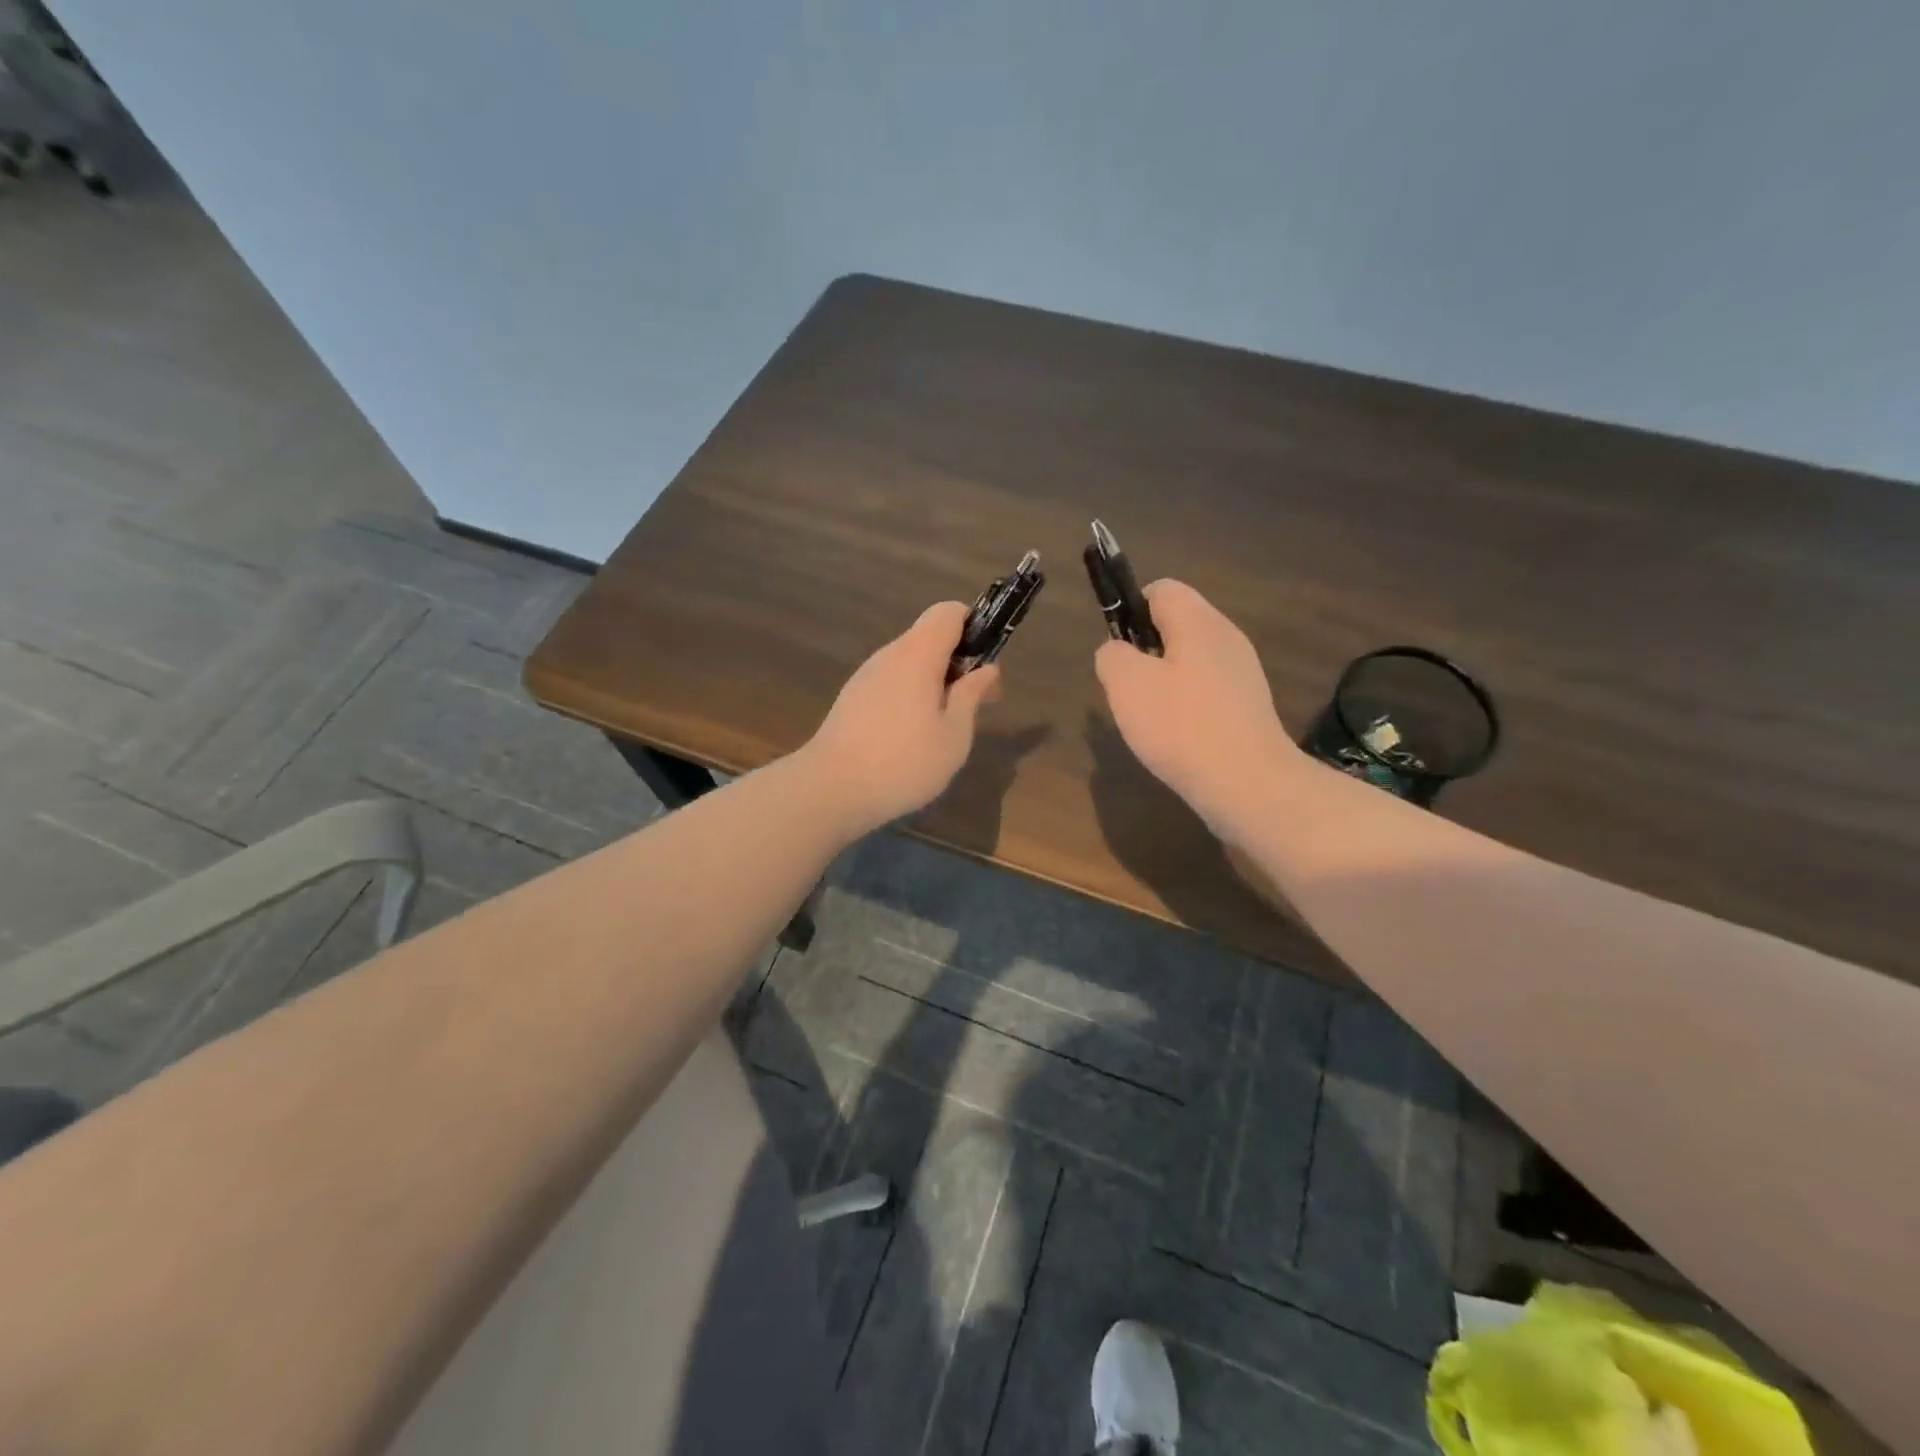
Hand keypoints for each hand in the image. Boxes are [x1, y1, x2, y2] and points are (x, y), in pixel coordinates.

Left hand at [804, 601, 1001, 834]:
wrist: (830, 790)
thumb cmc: (903, 763)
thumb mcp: (953, 735)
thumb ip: (971, 696)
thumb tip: (987, 669)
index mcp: (918, 655)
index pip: (948, 612)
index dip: (973, 626)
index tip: (984, 664)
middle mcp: (888, 655)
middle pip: (929, 638)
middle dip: (956, 663)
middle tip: (973, 706)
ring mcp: (865, 677)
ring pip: (908, 664)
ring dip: (932, 684)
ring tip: (942, 729)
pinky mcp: (851, 699)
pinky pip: (890, 684)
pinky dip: (909, 698)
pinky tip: (910, 739)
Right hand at [1094, 580, 1304, 840]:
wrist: (1248, 783)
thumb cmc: (1181, 726)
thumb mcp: (1126, 684)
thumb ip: (1112, 656)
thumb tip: (1117, 653)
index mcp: (1199, 622)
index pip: (1161, 589)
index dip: (1131, 609)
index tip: (1118, 650)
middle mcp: (1227, 637)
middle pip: (1177, 625)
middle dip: (1145, 651)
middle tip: (1130, 689)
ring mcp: (1243, 673)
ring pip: (1190, 661)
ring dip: (1164, 682)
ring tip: (1150, 718)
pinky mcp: (1248, 707)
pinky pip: (1207, 691)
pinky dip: (1186, 706)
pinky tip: (1177, 737)